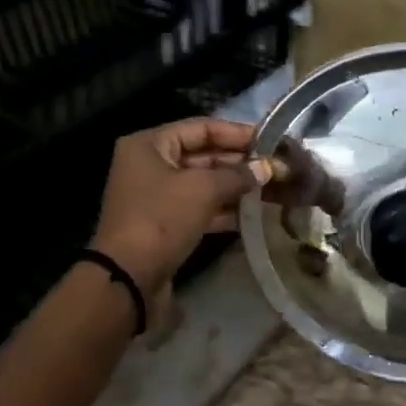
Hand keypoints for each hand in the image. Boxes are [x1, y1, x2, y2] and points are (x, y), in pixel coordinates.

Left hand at [91, 118, 271, 299]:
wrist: (128, 278)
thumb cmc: (161, 219)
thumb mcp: (203, 189)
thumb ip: (238, 175)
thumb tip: (268, 168)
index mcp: (150, 145)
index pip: (201, 127)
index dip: (237, 133)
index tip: (270, 140)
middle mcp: (151, 165)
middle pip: (203, 155)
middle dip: (240, 162)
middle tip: (277, 167)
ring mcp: (157, 197)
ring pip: (204, 184)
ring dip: (236, 187)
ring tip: (273, 189)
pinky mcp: (166, 225)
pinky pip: (200, 209)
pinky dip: (225, 210)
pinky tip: (254, 214)